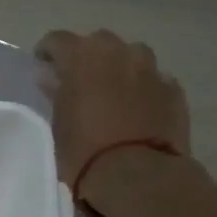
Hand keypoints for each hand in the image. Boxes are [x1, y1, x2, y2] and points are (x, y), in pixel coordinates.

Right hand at [35, 29, 191, 216]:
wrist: (138, 176)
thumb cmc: (84, 151)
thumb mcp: (58, 123)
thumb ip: (57, 93)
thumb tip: (52, 78)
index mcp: (82, 58)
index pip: (58, 40)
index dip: (48, 51)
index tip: (43, 66)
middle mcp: (118, 53)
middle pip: (99, 41)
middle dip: (87, 56)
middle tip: (79, 80)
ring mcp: (151, 70)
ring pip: (132, 55)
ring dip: (120, 66)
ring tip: (112, 91)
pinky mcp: (174, 90)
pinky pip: (154, 79)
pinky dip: (143, 87)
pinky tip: (138, 108)